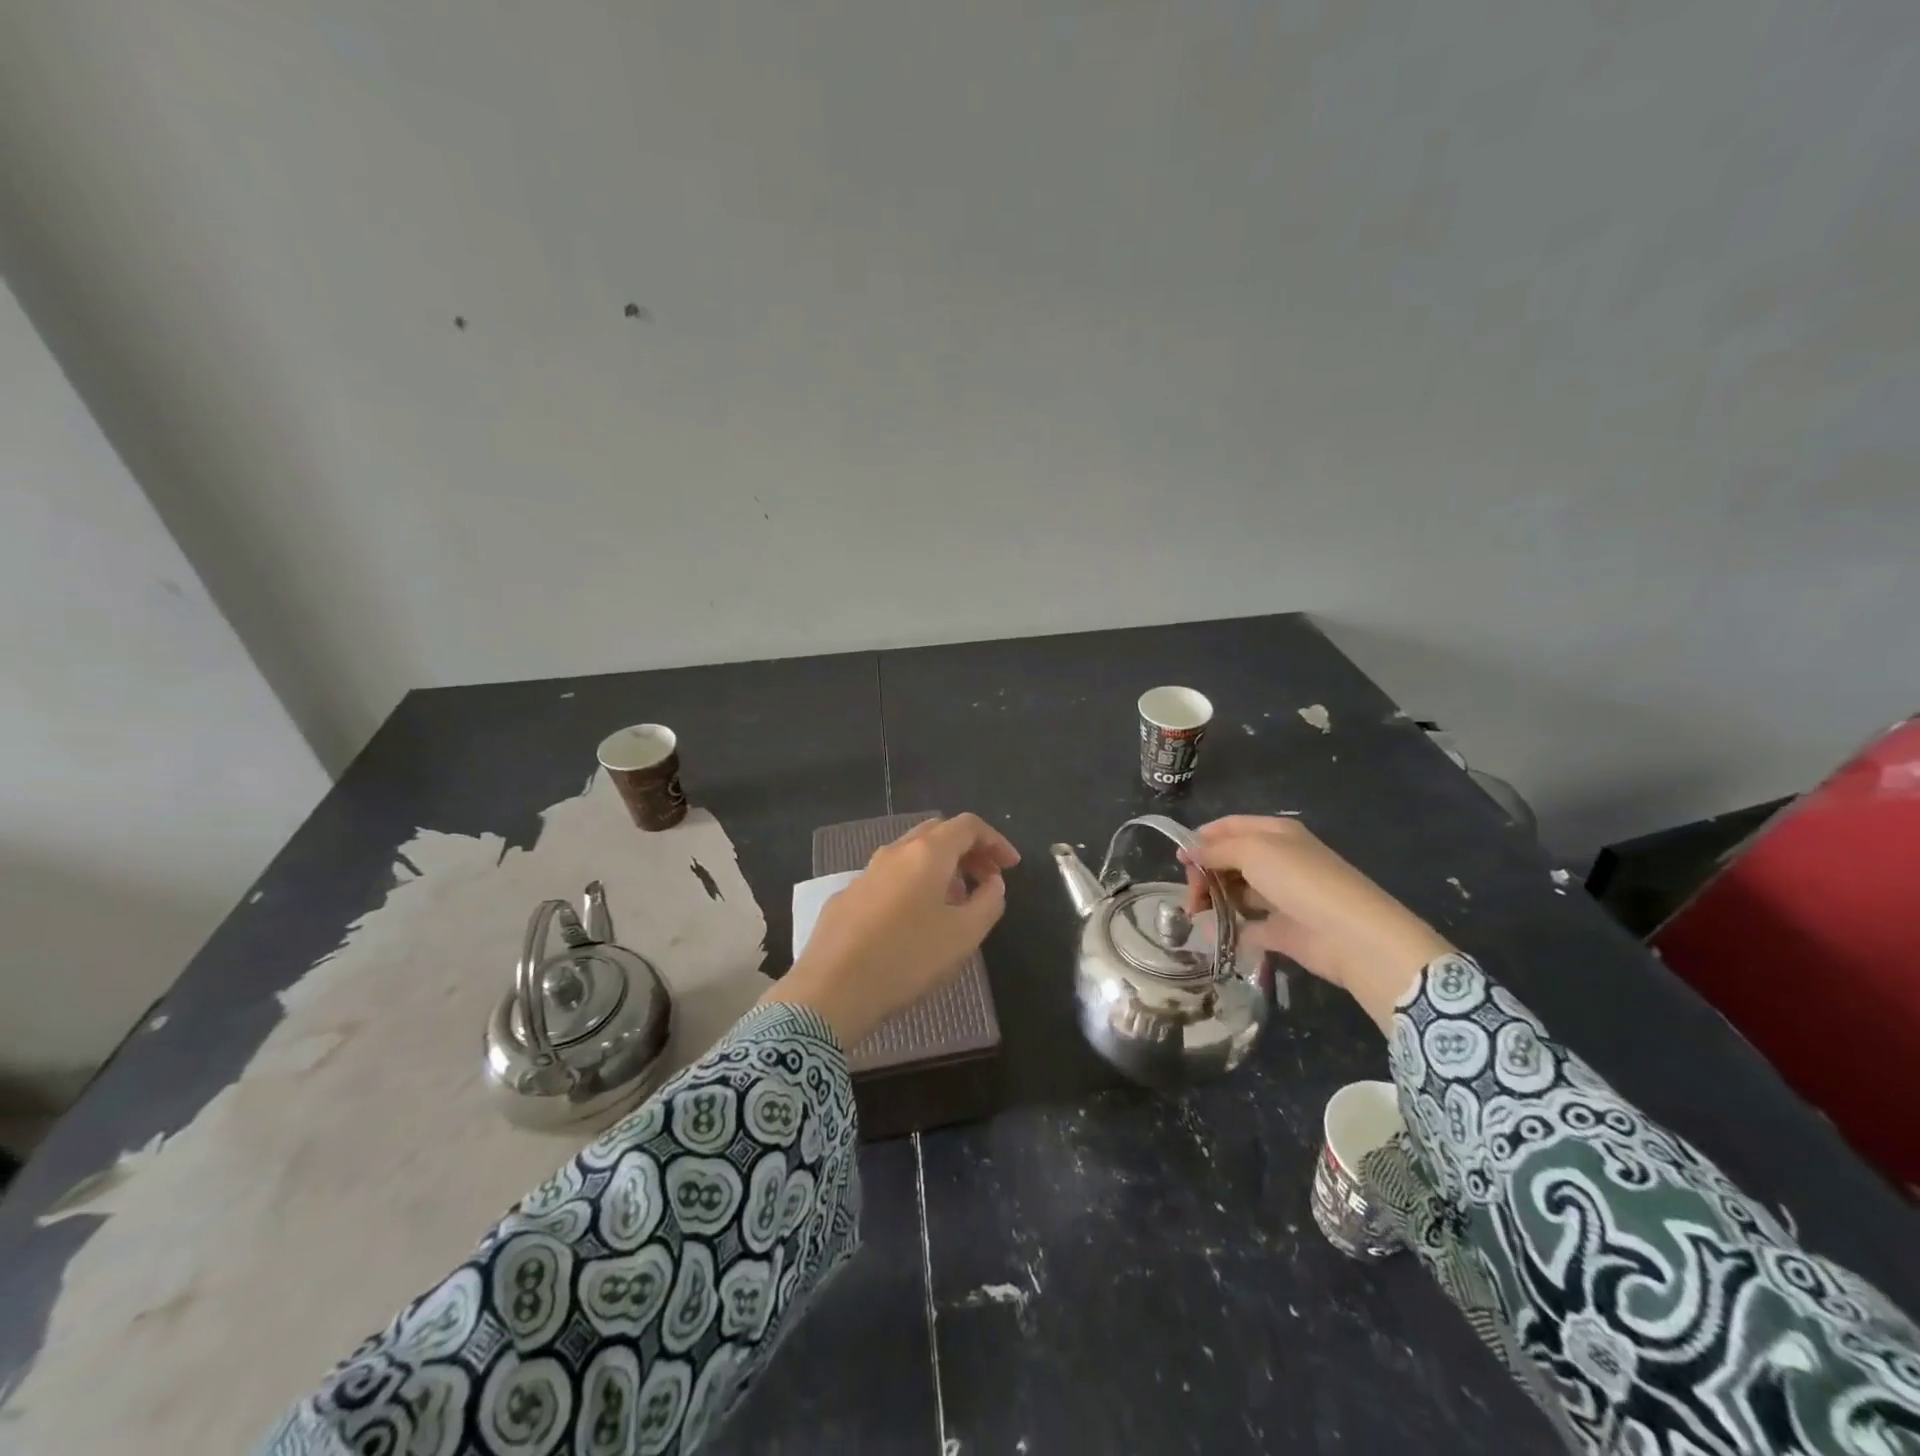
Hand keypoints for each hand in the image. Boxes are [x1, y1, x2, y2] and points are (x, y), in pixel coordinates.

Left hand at [760, 813, 1019, 1046]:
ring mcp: (866, 872)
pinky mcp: (847, 896)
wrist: (832, 990)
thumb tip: (992, 882)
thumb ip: (988, 902)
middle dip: (968, 850)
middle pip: (938, 833)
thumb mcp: (964, 935)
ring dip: (940, 868)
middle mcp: (894, 852)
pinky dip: (913, 884)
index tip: (1010, 866)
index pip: (968, 825)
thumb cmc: (907, 958)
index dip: (995, 840)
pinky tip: (914, 919)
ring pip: (911, 855)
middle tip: (987, 879)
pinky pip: (890, 878)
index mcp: (927, 853)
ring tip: (956, 901)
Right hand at [1180, 816, 1450, 1032]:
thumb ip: (1216, 849)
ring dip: (1213, 901)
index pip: (1230, 827)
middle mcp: (1277, 860)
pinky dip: (1229, 929)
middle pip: (1229, 860)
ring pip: (1236, 892)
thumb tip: (1190, 851)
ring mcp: (1281, 896)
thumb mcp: (1252, 851)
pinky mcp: (1282, 929)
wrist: (1351, 935)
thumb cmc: (1299, 880)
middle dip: (1204, 873)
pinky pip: (1248, 926)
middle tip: (1191, 895)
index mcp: (1274, 833)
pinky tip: (1212, 934)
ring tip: (1197, 915)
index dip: (1202, 838)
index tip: (1178, 858)